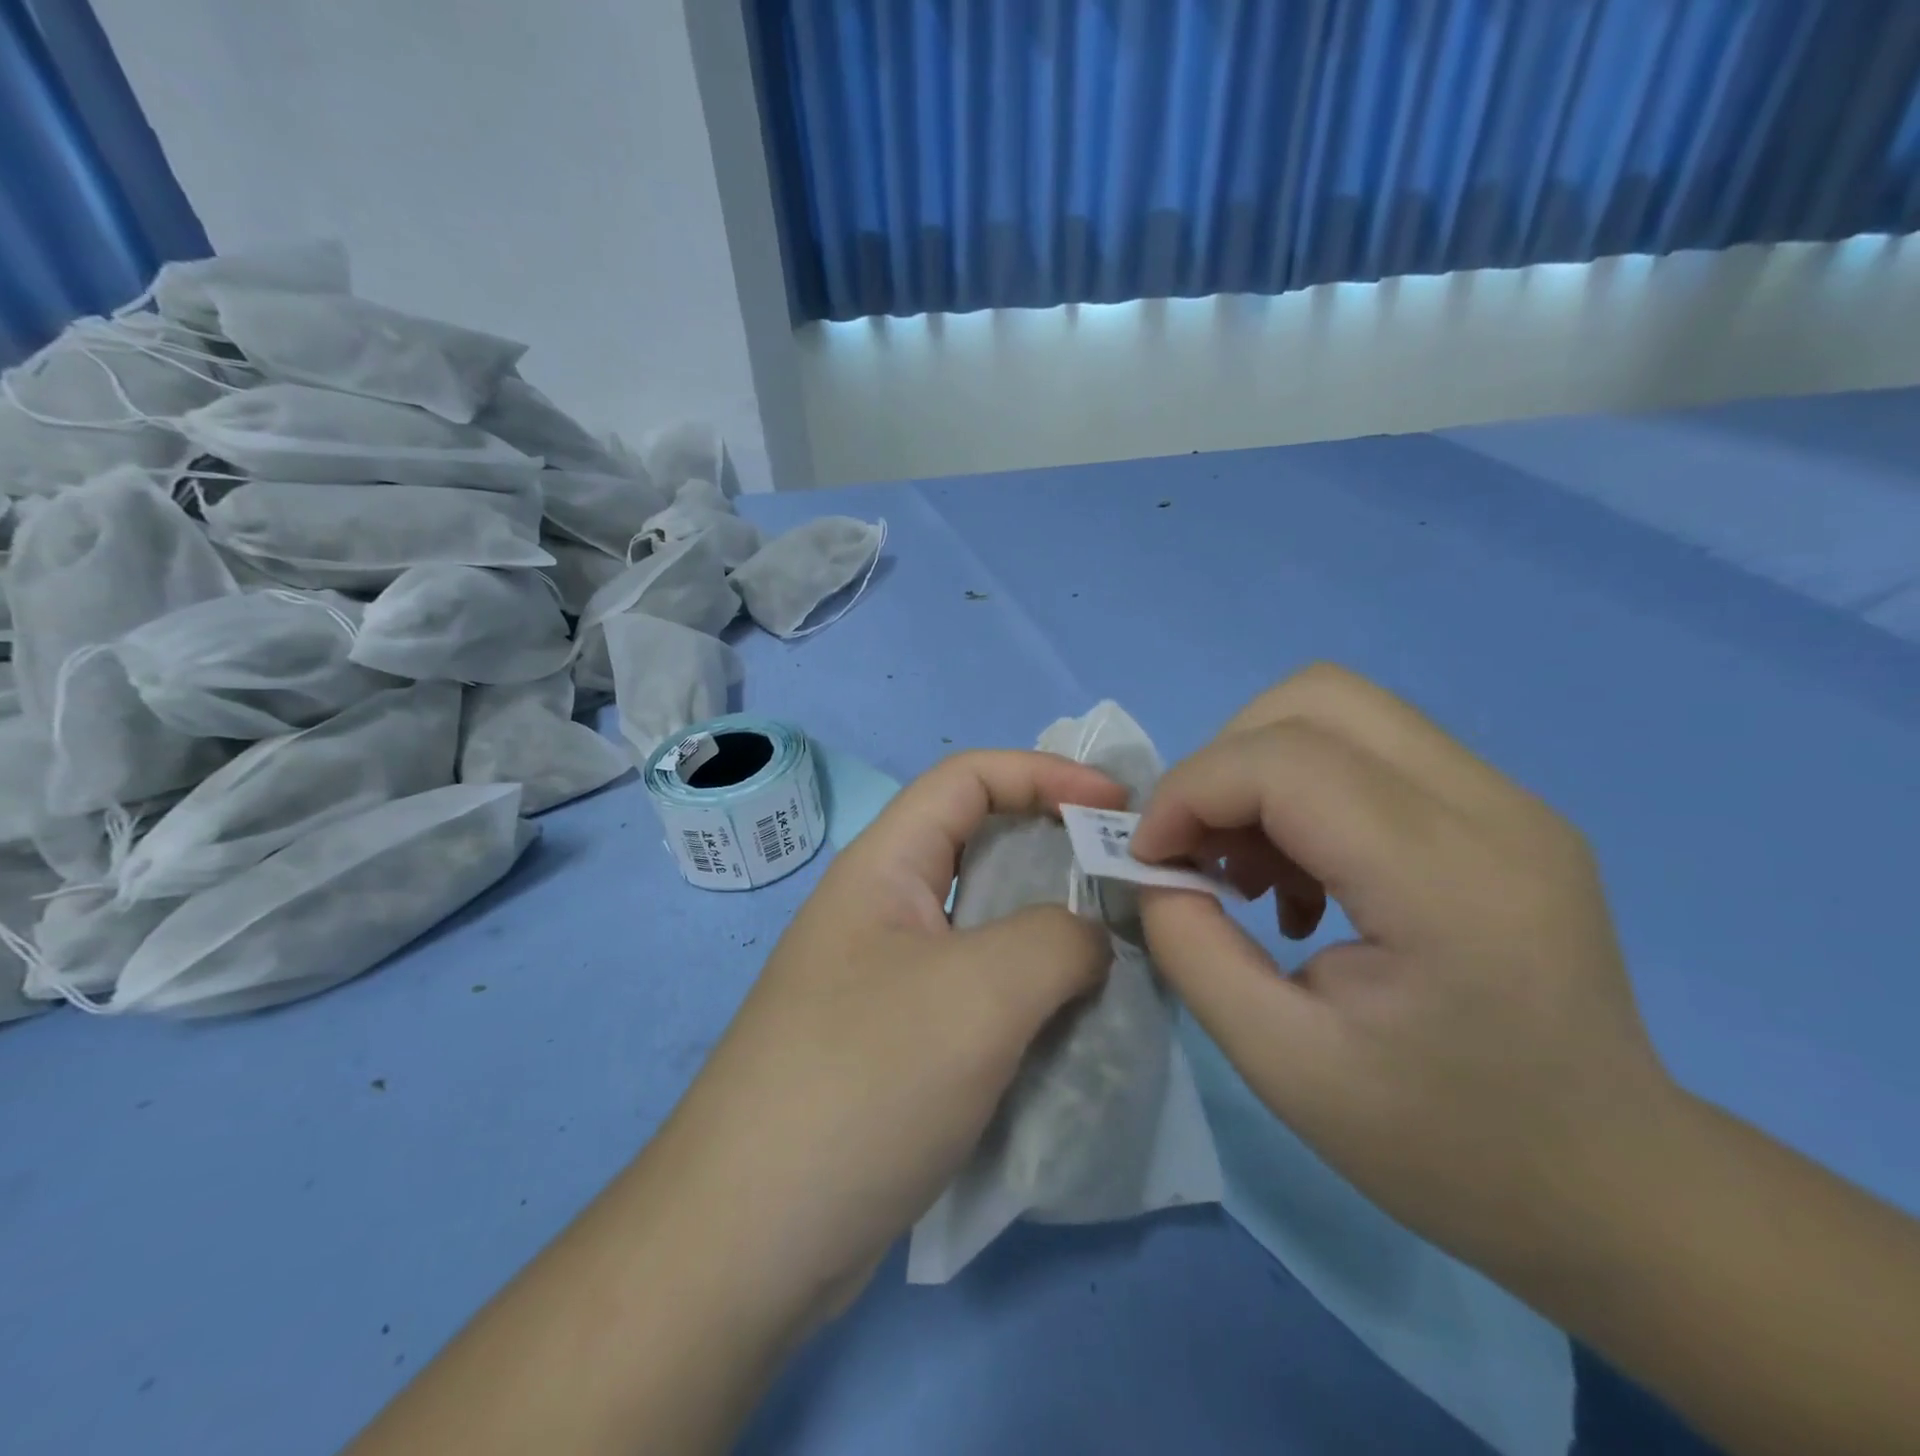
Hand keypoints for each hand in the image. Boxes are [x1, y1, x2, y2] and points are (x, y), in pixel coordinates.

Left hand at [649, 750, 1128, 1332]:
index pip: (968, 778)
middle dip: (1056, 849)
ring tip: (1116, 953)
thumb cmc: (864, 1081)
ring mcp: (887, 980)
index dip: (1044, 773)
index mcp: (884, 867)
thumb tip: (1089, 940)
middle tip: (1127, 880)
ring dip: (1049, 930)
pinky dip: (1028, 993)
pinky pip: (977, 991)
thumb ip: (1057, 941)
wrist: (750, 1239)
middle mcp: (882, 910)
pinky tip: (1071, 1023)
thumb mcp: (980, 993)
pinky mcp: (897, 1043)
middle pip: (979, 847)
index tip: (1116, 806)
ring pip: (984, 926)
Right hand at [1131, 664, 1677, 1277]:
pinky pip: (1371, 749)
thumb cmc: (1445, 1145)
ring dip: (1261, 770)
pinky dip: (1303, 787)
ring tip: (1251, 868)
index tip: (1149, 858)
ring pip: (1341, 709)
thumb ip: (1192, 948)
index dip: (1190, 791)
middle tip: (1199, 848)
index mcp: (1449, 884)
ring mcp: (1510, 801)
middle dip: (1224, 761)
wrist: (1613, 1186)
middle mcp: (1493, 810)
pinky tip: (1305, 876)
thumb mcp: (1281, 1063)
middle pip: (1317, 698)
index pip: (1286, 762)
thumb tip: (1152, 871)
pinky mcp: (1504, 809)